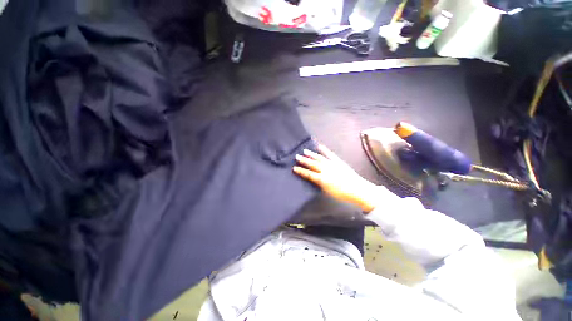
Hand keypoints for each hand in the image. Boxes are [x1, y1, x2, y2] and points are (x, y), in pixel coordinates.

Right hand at [293, 144, 377, 212]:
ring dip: (311, 154)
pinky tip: (319, 146)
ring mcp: (332, 164)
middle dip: (304, 160)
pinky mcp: (338, 161)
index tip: (294, 168)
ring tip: (305, 151)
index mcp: (322, 179)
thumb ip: (320, 184)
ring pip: (319, 158)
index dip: (301, 171)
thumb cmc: (342, 193)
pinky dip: (324, 150)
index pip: (309, 174)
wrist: (357, 189)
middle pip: (312, 164)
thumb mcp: (328, 191)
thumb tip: (314, 178)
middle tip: (297, 156)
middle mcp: (325, 170)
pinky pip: (330, 154)